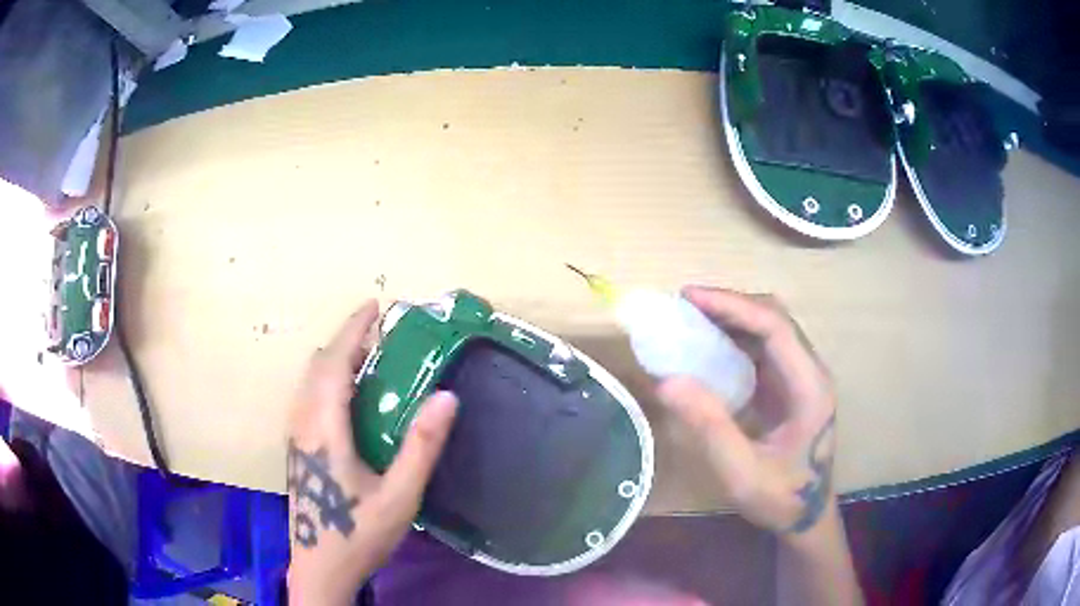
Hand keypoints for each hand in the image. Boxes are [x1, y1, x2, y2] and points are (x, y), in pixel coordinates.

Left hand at [286, 301, 458, 604]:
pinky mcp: (297, 448)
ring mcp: (296, 436)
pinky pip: (310, 397)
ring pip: (310, 381)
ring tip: (371, 360)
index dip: (354, 329)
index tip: (375, 305)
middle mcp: (302, 422)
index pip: (334, 362)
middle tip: (383, 336)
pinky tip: (352, 400)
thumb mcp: (399, 496)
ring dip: (337, 360)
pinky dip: (330, 380)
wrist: (320, 568)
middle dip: (347, 341)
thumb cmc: (358, 534)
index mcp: (324, 427)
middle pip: (319, 366)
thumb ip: (421, 446)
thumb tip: (446, 396)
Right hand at [657, 286, 836, 533]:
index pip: (775, 326)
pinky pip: (763, 348)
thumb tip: (667, 380)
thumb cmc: (781, 498)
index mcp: (809, 386)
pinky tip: (708, 347)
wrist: (807, 515)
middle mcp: (810, 372)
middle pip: (774, 318)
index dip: (733, 305)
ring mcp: (801, 377)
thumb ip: (710, 427)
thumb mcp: (742, 472)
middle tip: (684, 306)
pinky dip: (734, 339)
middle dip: (730, 305)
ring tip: (690, 319)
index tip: (689, 297)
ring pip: (769, 329)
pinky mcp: (789, 386)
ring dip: (732, 318)